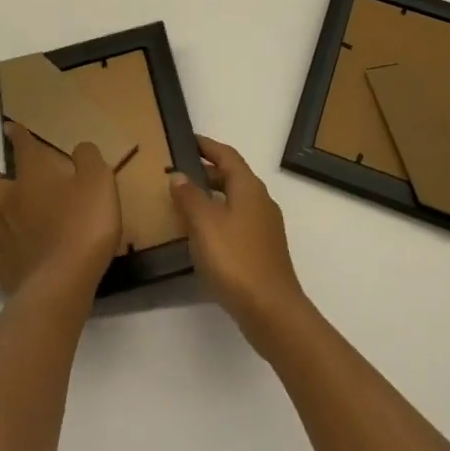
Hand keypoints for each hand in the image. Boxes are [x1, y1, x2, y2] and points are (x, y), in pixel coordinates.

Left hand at [0, 122, 122, 298]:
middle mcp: (9, 200)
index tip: (12, 128)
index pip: (21, 145)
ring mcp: (0, 235)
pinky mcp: (1, 268)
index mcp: (33, 175)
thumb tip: (80, 148)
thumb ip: (89, 158)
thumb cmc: (85, 223)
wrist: (66, 280)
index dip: (16, 133)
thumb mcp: (100, 180)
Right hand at [170, 136, 309, 352]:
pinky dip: (218, 219)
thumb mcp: (204, 223)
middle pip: (232, 177)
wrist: (271, 310)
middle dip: (206, 172)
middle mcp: (260, 201)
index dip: (207, 146)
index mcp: (249, 187)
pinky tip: (201, 236)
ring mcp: (265, 228)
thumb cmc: (235, 259)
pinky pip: (237, 223)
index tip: (187, 140)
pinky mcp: (263, 251)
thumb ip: (189, 196)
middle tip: (178, 173)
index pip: (227, 155)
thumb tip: (179, 175)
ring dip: (211, 198)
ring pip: (234, 201)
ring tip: (183, 204)